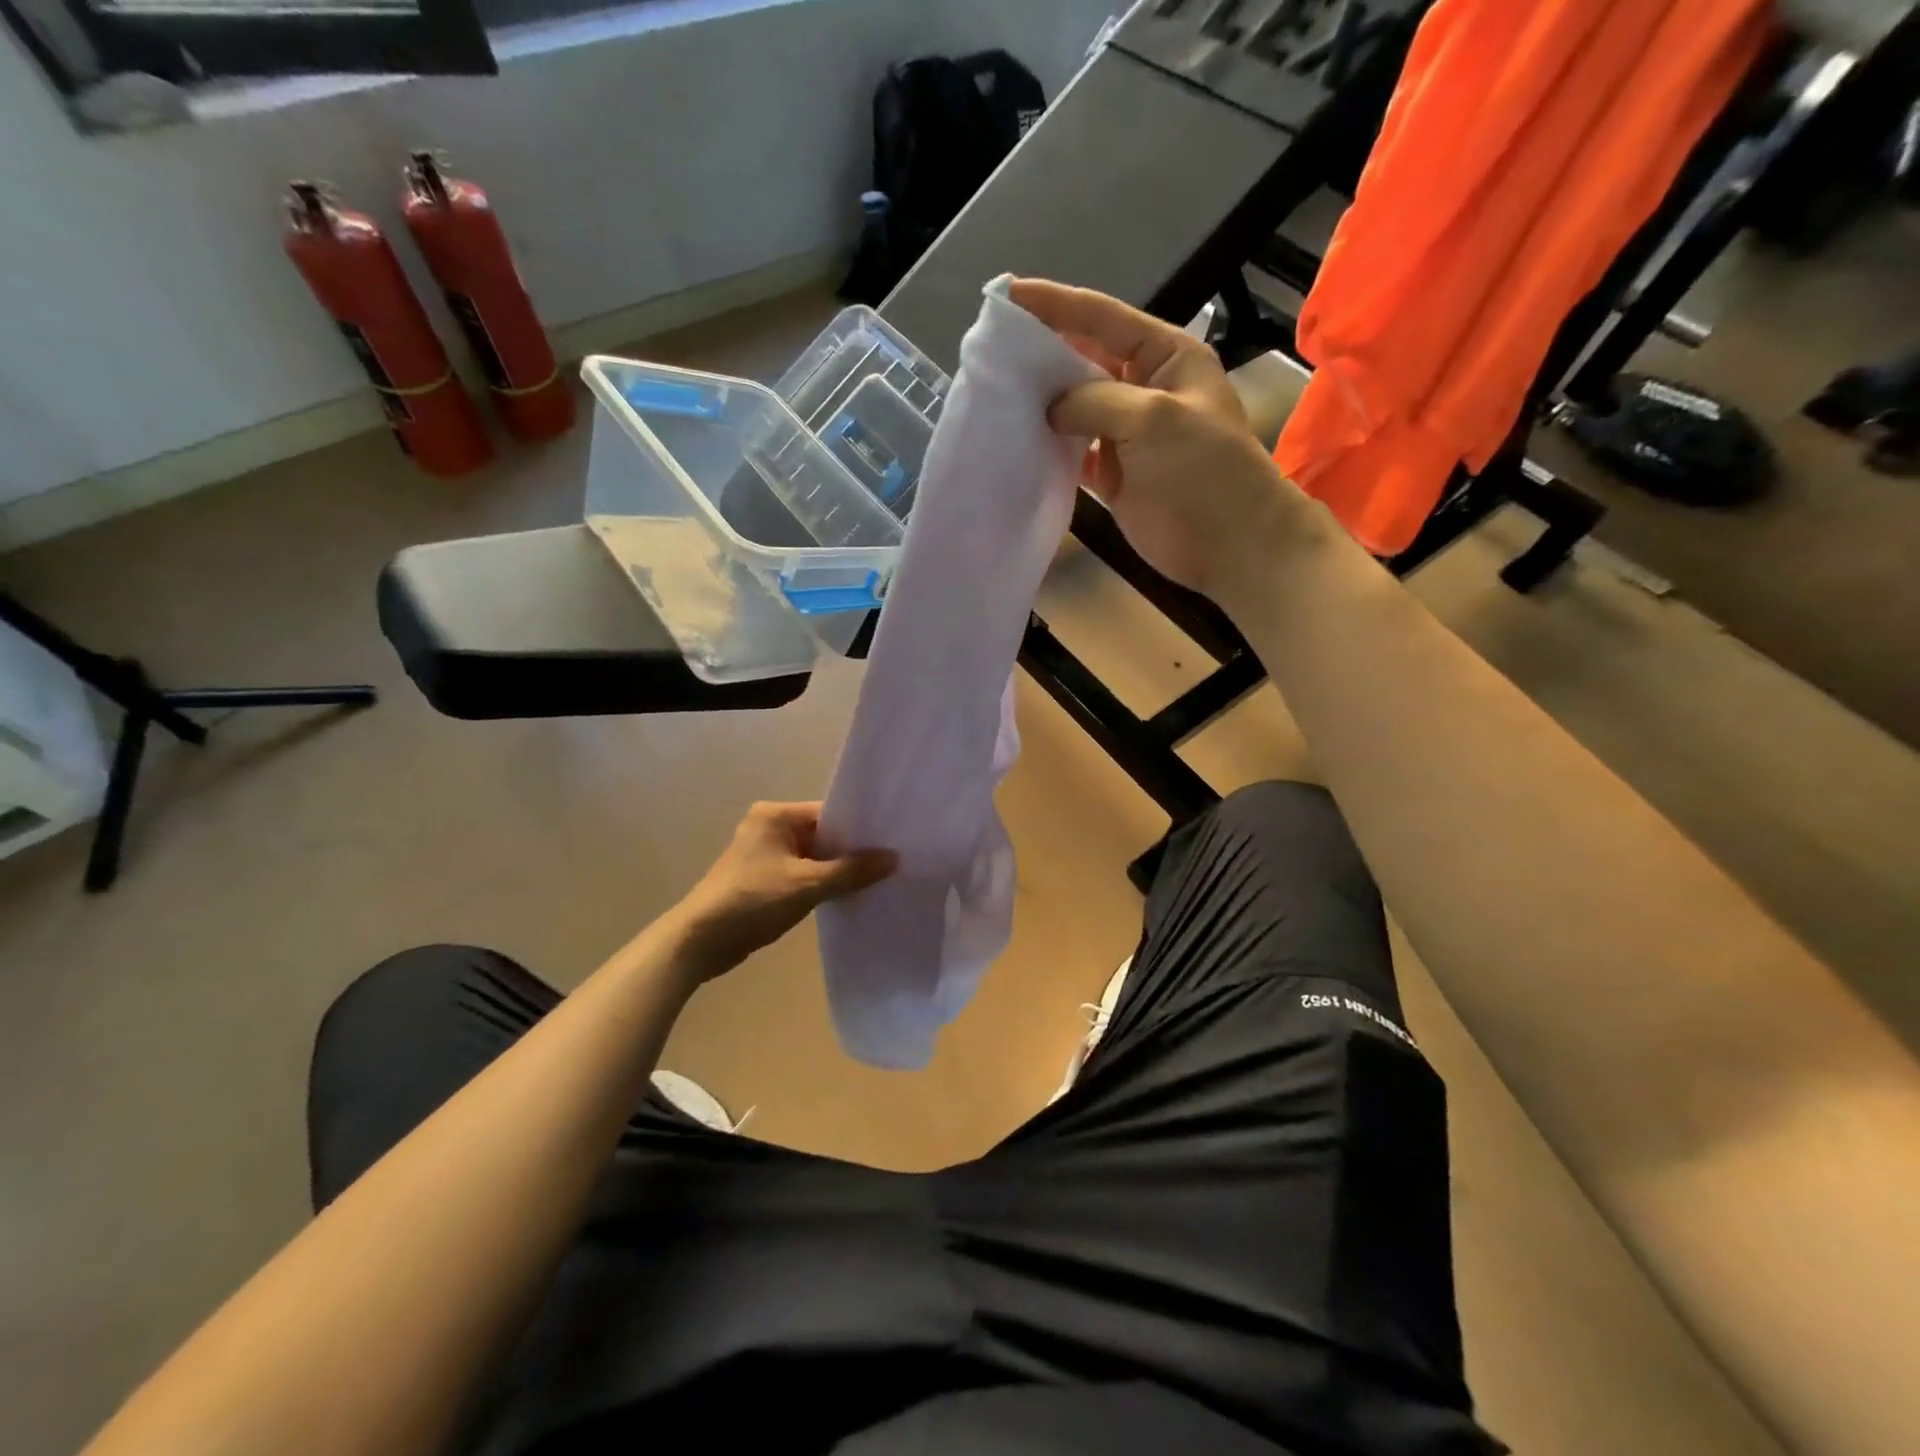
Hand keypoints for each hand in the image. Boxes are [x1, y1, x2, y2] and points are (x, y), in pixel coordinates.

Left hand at [675, 802, 895, 980]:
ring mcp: (764, 854)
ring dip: (836, 870)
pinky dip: (820, 883)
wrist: (699, 941)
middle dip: (851, 852)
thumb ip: (852, 871)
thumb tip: (894, 858)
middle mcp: (769, 827)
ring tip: (877, 880)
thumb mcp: (808, 884)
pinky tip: (847, 896)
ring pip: (813, 856)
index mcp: (775, 815)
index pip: (829, 813)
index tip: (892, 842)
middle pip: (823, 834)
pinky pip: (802, 874)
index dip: (860, 829)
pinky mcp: (762, 879)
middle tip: (890, 863)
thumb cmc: (753, 900)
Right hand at [1008, 279, 1299, 598]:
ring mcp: (1125, 434)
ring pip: (1074, 407)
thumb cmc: (1204, 471)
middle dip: (1041, 354)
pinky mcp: (1112, 475)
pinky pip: (1072, 451)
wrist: (1230, 544)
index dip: (1055, 304)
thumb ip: (1097, 400)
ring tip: (994, 393)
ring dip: (1040, 403)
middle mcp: (1142, 387)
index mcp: (1164, 356)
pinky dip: (1048, 448)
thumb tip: (1050, 406)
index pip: (1103, 317)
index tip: (1007, 294)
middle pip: (1083, 359)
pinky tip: (1017, 443)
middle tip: (991, 351)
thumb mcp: (1155, 418)